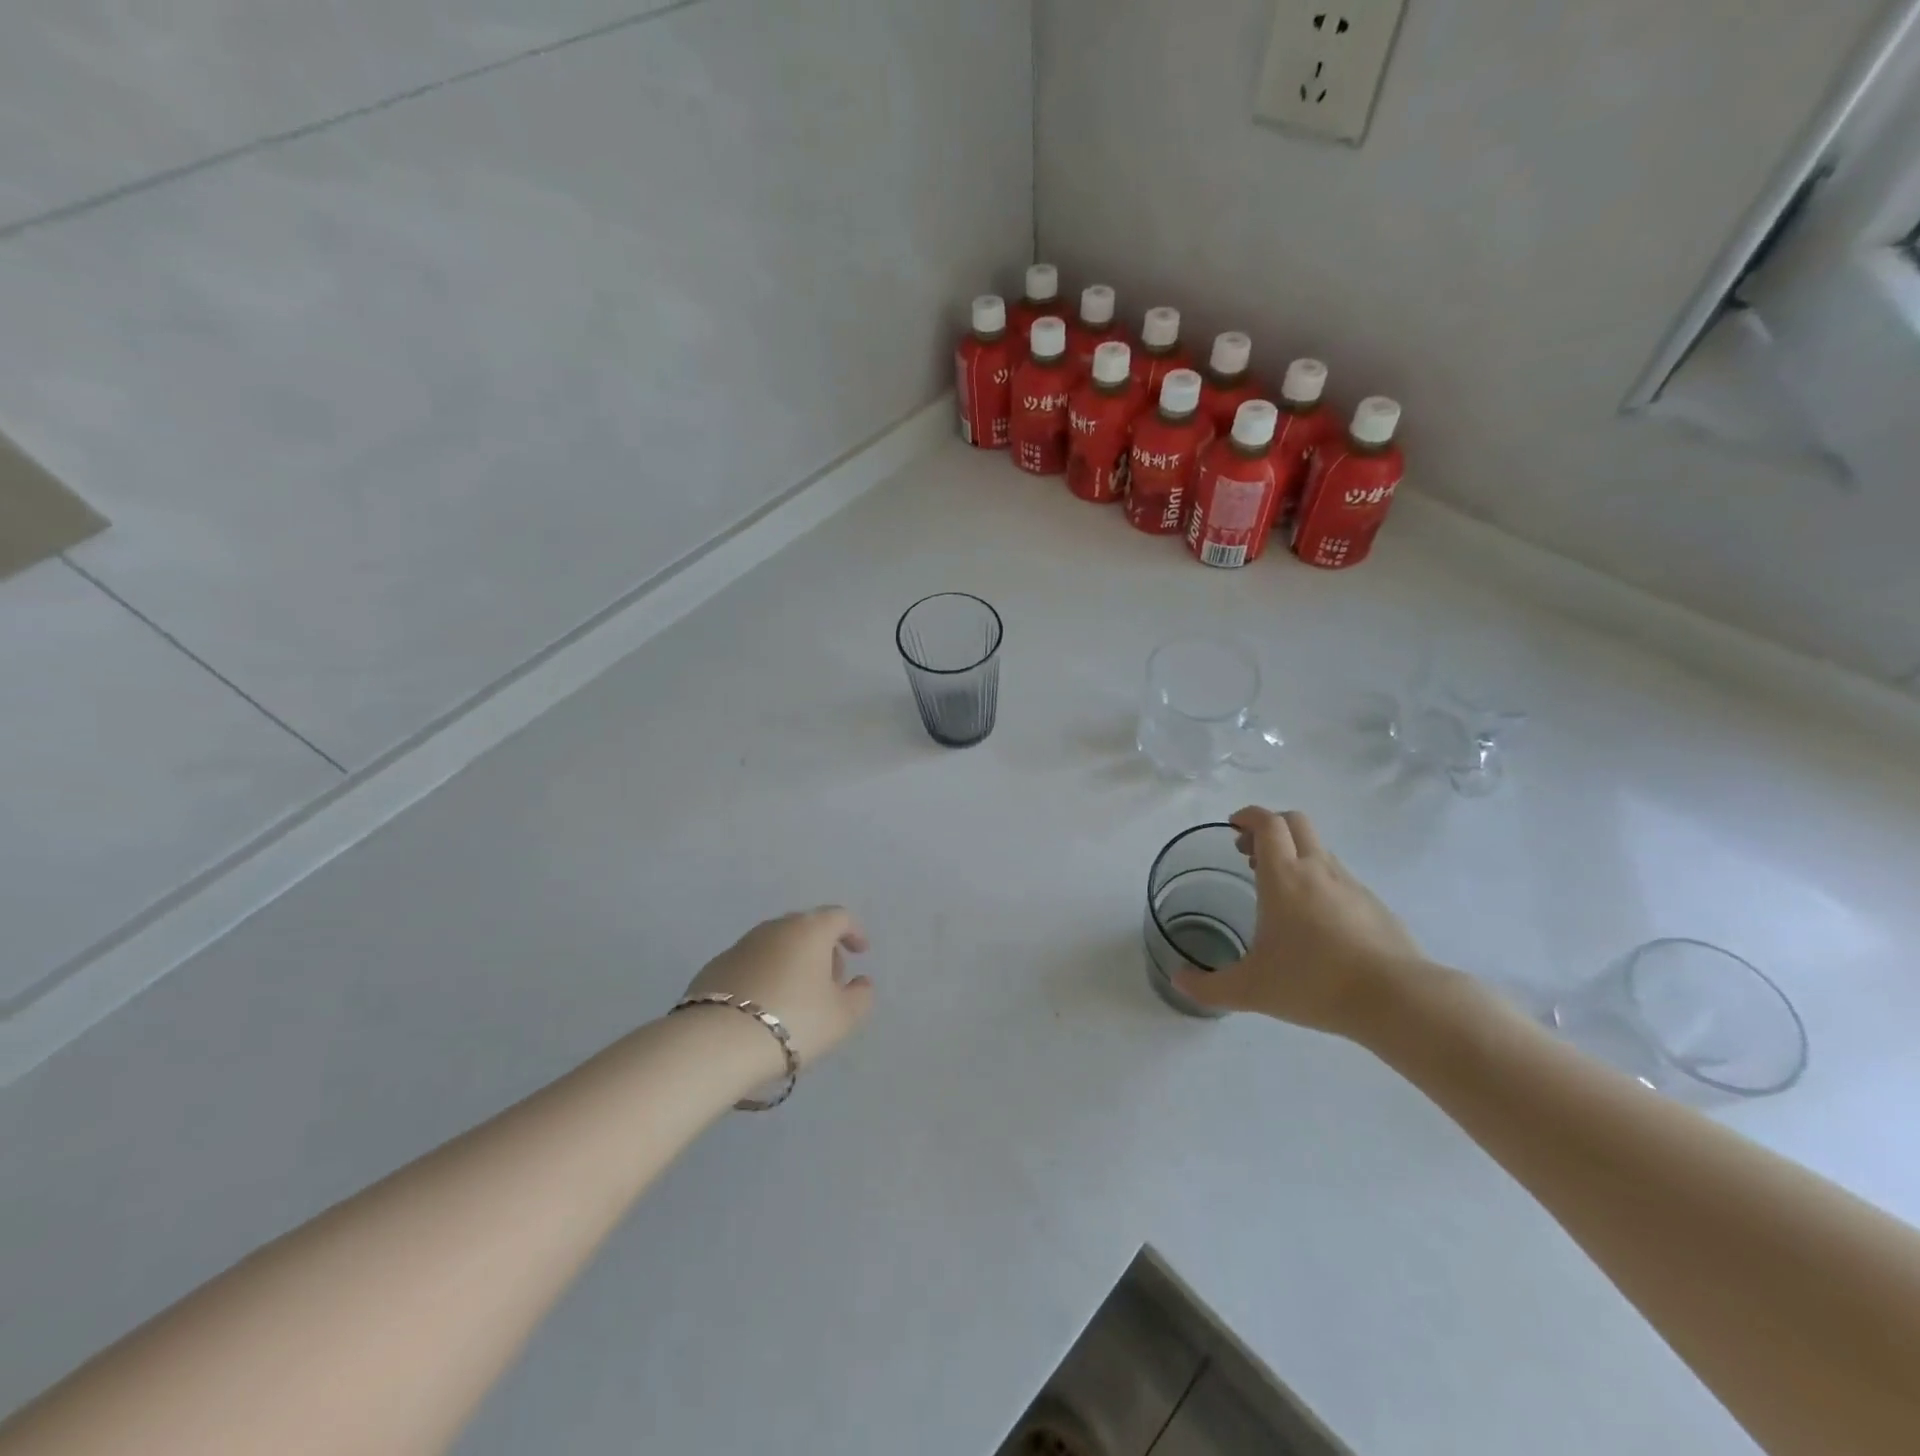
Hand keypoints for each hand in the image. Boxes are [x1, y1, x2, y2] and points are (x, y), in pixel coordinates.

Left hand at [683, 907, 875, 1070]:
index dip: (854, 932)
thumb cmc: (794, 1021)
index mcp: (810, 929)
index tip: (860, 952)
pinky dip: (764, 976)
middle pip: (806, 928)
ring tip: (797, 998)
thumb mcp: (843, 1017)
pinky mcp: (714, 967)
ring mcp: (741, 945)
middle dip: (822, 949)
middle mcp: (775, 928)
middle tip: (830, 981)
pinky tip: (764, 1006)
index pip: (839, 917)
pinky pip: (751, 964)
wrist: (717, 1043)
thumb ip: (861, 996)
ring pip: (776, 945)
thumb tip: (861, 982)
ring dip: (792, 963)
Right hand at [1173, 807, 1425, 1035]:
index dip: (1248, 816)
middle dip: (1270, 827)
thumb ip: (1208, 986)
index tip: (1232, 827)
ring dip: (1295, 854)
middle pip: (1295, 822)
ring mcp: (1351, 885)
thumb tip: (1178, 981)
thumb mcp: (1250, 990)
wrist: (1396, 999)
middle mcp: (1317, 870)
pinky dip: (1319, 880)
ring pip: (1319, 849)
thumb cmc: (1314, 983)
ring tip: (1278, 890)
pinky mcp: (1374, 905)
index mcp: (1284, 876)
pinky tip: (1314, 920)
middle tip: (1249, 854)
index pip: (1267, 823)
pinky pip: (1340, 877)